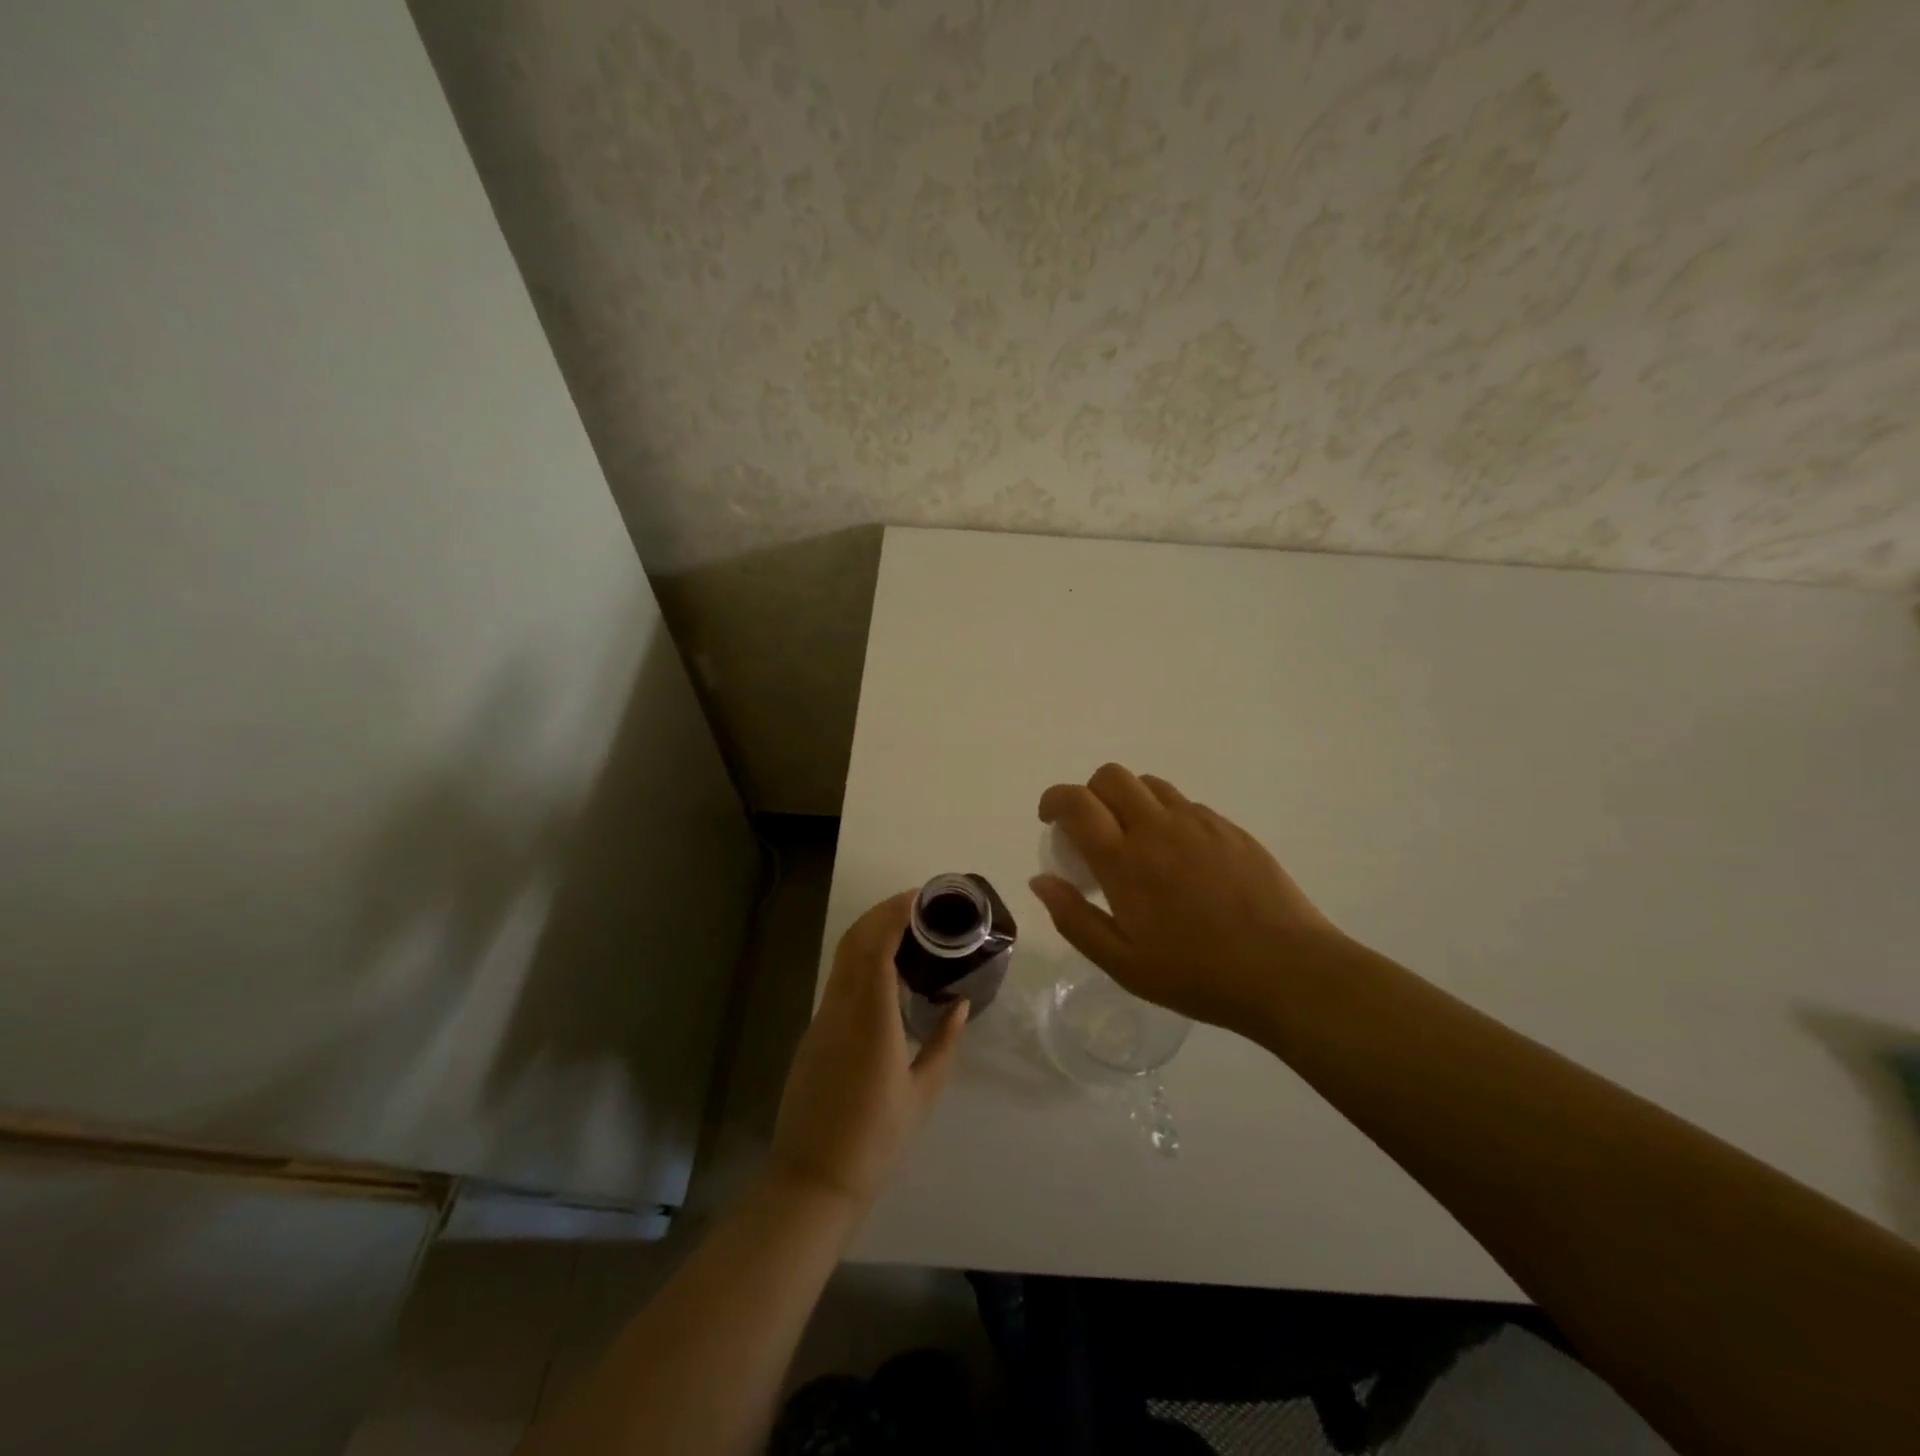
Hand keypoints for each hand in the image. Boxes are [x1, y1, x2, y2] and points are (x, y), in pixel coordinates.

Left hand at [769, 892, 967, 1211]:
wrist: (813, 1180)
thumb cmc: (876, 1141)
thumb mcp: (923, 1094)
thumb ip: (945, 1043)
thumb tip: (961, 1005)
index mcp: (871, 1020)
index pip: (876, 947)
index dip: (894, 914)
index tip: (920, 899)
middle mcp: (840, 1009)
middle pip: (854, 941)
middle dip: (882, 913)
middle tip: (918, 905)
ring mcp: (821, 1020)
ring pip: (843, 959)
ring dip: (870, 933)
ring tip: (906, 930)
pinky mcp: (814, 1033)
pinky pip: (839, 981)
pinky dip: (861, 960)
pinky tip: (886, 972)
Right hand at [1031, 764, 1346, 1034]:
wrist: (1287, 971)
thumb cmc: (1198, 975)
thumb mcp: (1123, 963)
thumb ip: (1074, 918)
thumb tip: (1040, 881)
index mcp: (1125, 860)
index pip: (1077, 803)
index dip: (1054, 800)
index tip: (1049, 819)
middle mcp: (1158, 828)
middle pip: (1111, 776)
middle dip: (1089, 793)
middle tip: (1091, 830)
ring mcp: (1198, 823)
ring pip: (1150, 784)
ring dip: (1129, 800)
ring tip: (1135, 840)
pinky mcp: (1230, 828)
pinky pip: (1185, 804)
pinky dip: (1166, 816)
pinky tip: (1179, 857)